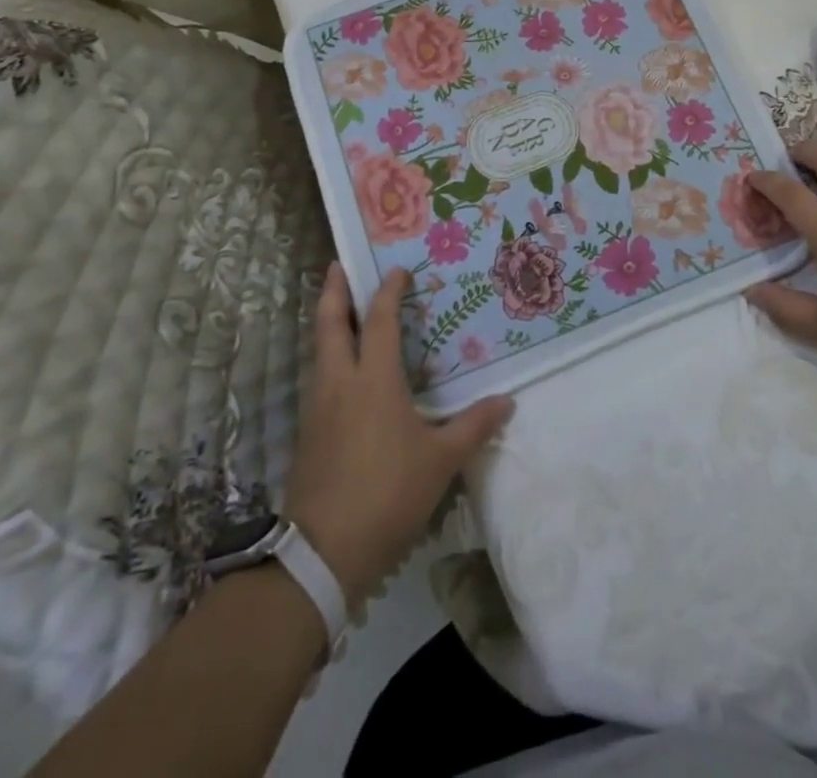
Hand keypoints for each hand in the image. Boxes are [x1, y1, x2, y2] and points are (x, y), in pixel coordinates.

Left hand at [284, 265, 513, 609]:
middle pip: (329, 323)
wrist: (324, 551)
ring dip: (328, 323)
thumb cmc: (388, 493)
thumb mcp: (441, 460)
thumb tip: (508, 402)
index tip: (398, 270)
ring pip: (319, 350)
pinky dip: (329, 356)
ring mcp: (317, 406)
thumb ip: (474, 426)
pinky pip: (319, 377)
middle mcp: (340, 382)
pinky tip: (344, 371)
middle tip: (338, 264)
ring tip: (342, 309)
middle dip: (333, 290)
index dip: (387, 291)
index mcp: (373, 379)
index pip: (378, 320)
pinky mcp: (308, 431)